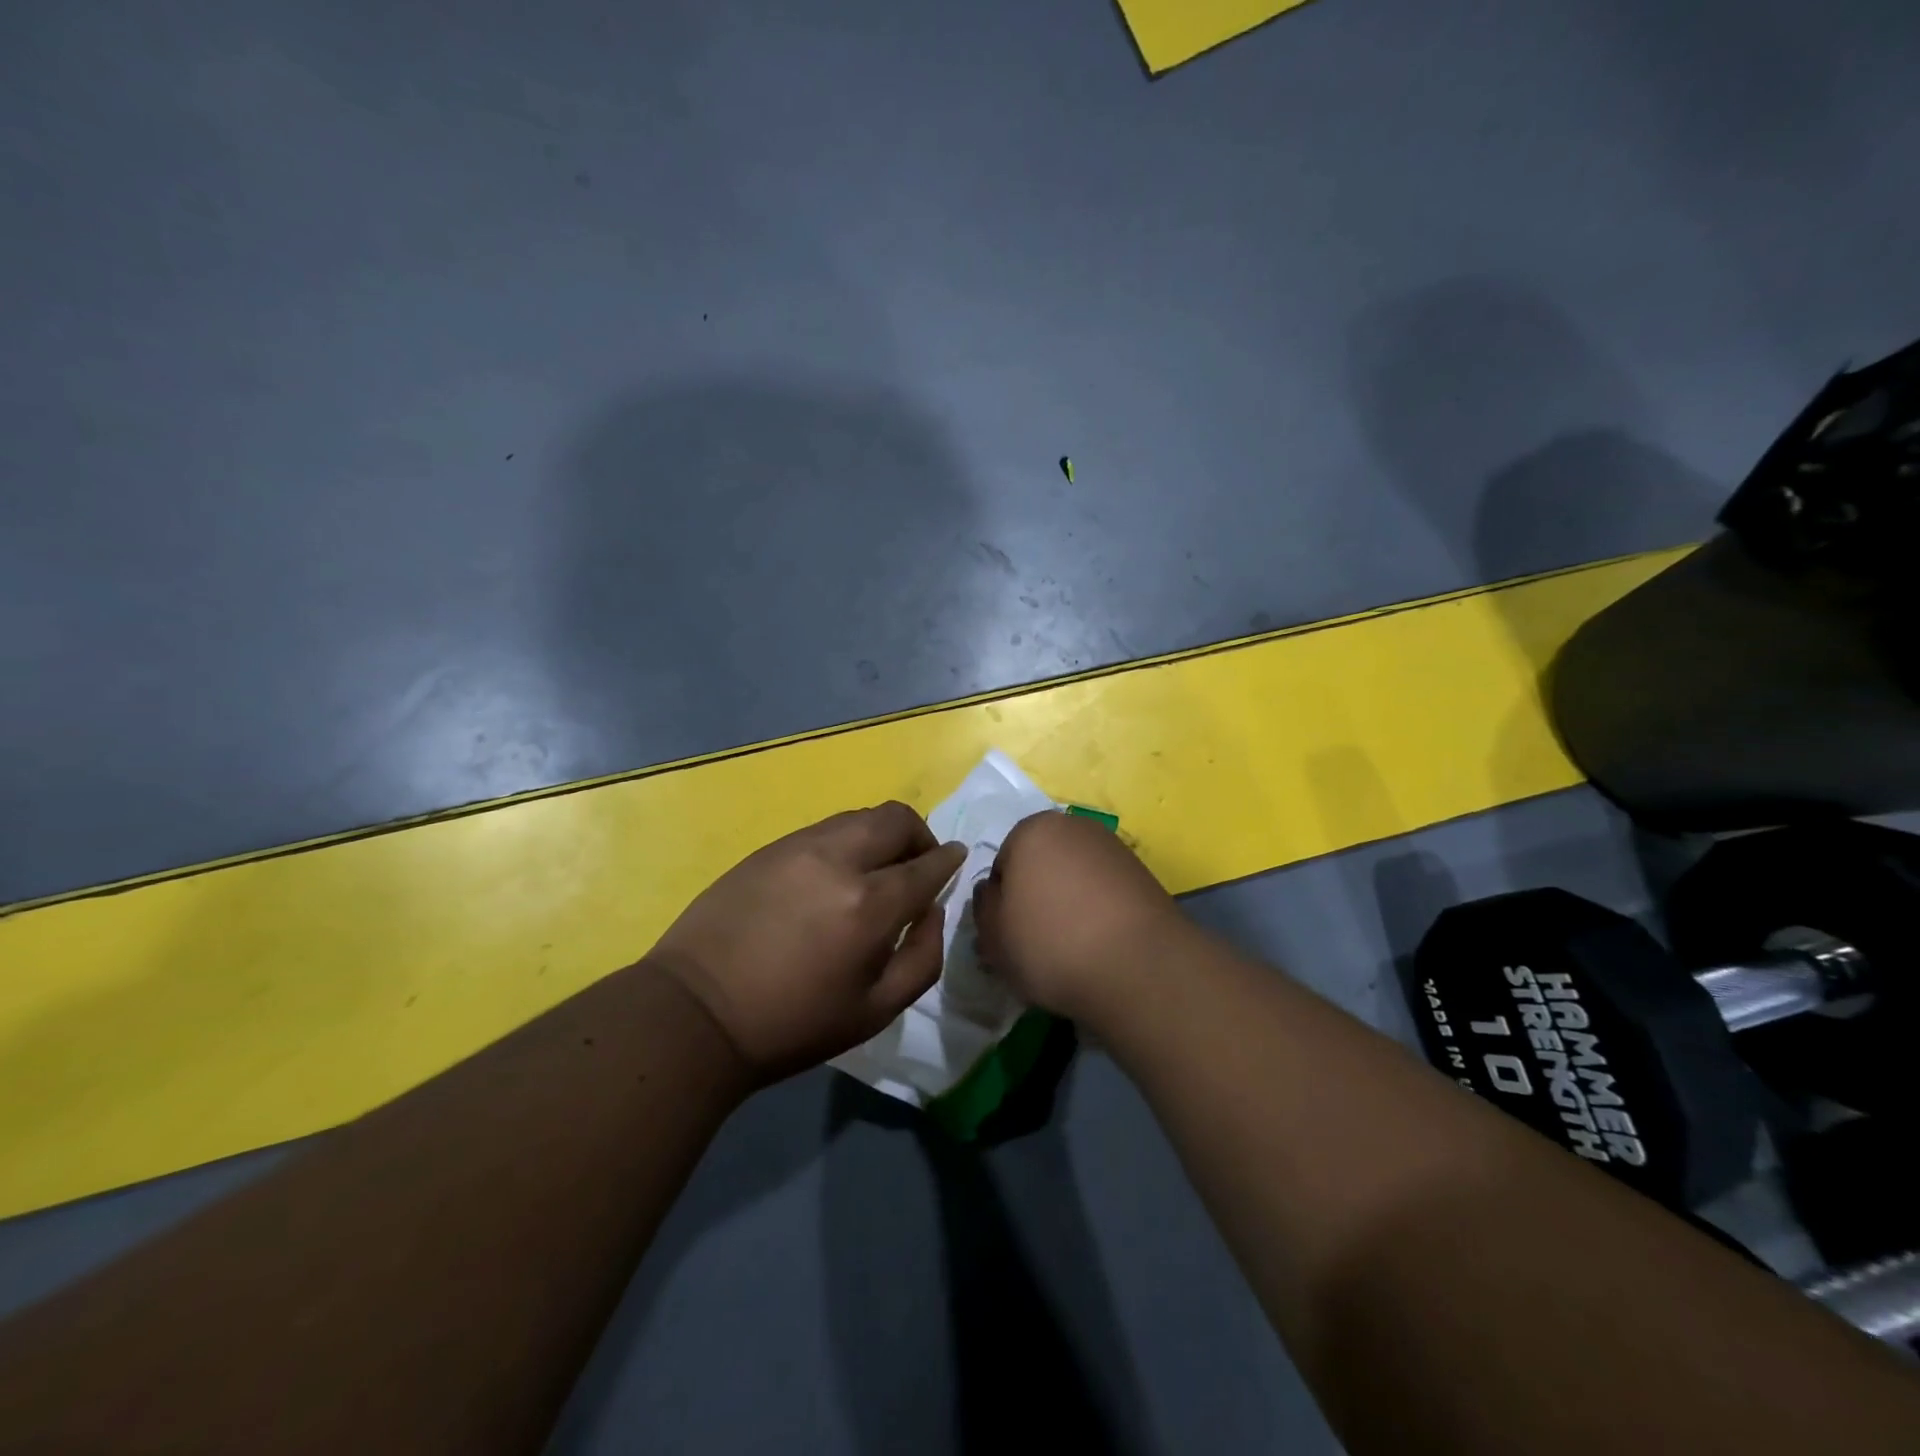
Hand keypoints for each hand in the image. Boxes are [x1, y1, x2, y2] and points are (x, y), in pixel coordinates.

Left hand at [648, 803, 965, 1082]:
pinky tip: (833, 876)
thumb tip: (932, 911)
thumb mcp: (876, 1011)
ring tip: (875, 870)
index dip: (948, 860)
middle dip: (919, 836)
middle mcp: (838, 860)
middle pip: (896, 819)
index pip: (927, 864)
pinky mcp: (770, 848)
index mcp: (870, 904)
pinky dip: (846, 841)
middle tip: (916, 866)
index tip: (955, 859)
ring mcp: (799, 847)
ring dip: (881, 835)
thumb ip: (923, 958)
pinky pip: (825, 829)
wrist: (698, 1013)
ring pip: (859, 817)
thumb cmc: (793, 1023)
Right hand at [973, 810, 1187, 1025]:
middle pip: (1041, 864)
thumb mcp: (994, 936)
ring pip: (1074, 877)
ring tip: (1071, 949)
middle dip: (1035, 897)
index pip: (1002, 864)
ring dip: (1068, 904)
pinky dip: (1098, 913)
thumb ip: (983, 907)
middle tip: (1036, 942)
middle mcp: (1074, 826)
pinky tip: (1100, 946)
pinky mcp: (1143, 875)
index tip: (1009, 936)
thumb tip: (992, 892)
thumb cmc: (1051, 945)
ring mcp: (1113, 848)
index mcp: (1031, 830)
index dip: (1001, 903)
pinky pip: (1105, 892)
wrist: (1139, 968)